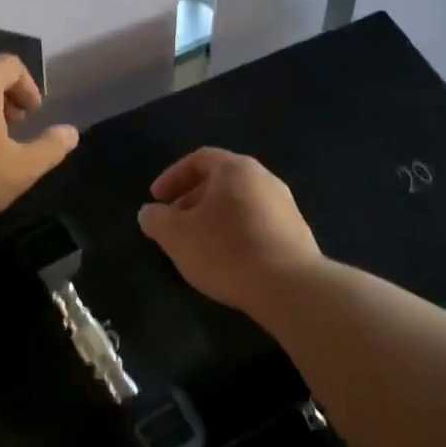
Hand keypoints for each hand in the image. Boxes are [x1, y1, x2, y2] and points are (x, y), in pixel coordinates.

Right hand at [136, 148, 320, 314]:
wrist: (289, 287)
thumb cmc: (226, 251)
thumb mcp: (176, 236)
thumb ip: (156, 219)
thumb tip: (149, 213)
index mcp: (236, 169)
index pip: (199, 159)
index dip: (172, 177)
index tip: (156, 199)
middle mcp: (264, 179)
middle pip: (221, 181)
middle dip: (191, 199)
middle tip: (173, 223)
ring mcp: (285, 206)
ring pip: (239, 203)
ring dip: (213, 218)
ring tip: (197, 245)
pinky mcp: (296, 233)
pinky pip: (256, 223)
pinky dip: (234, 233)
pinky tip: (226, 259)